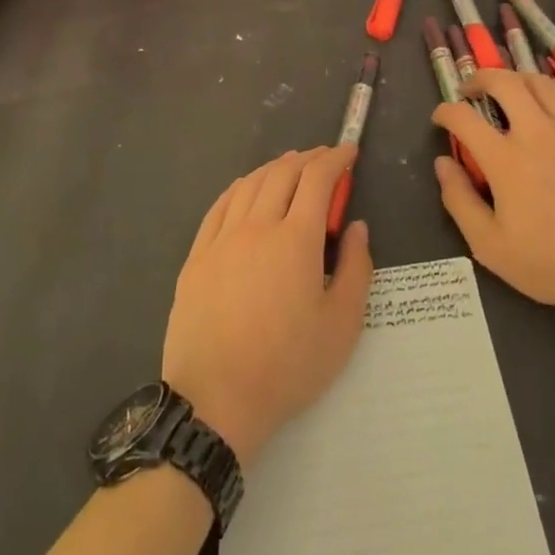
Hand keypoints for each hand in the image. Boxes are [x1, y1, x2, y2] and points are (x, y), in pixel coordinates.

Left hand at [162, 145, 372, 469]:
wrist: (215, 401)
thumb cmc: (287, 366)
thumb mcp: (342, 326)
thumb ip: (357, 269)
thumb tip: (357, 227)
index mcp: (296, 239)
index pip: (318, 179)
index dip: (336, 159)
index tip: (349, 153)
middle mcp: (257, 226)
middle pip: (283, 172)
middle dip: (308, 158)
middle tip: (325, 160)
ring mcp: (222, 238)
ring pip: (250, 183)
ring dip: (275, 167)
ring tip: (291, 168)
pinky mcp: (197, 256)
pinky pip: (220, 205)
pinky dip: (241, 187)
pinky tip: (247, 189)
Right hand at [433, 70, 554, 311]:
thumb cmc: (553, 263)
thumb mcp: (490, 246)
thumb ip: (459, 201)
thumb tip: (442, 163)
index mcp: (505, 159)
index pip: (463, 117)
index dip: (445, 111)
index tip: (441, 118)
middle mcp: (537, 132)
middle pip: (503, 82)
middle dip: (480, 78)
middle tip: (472, 89)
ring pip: (541, 83)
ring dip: (517, 79)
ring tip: (510, 90)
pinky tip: (554, 94)